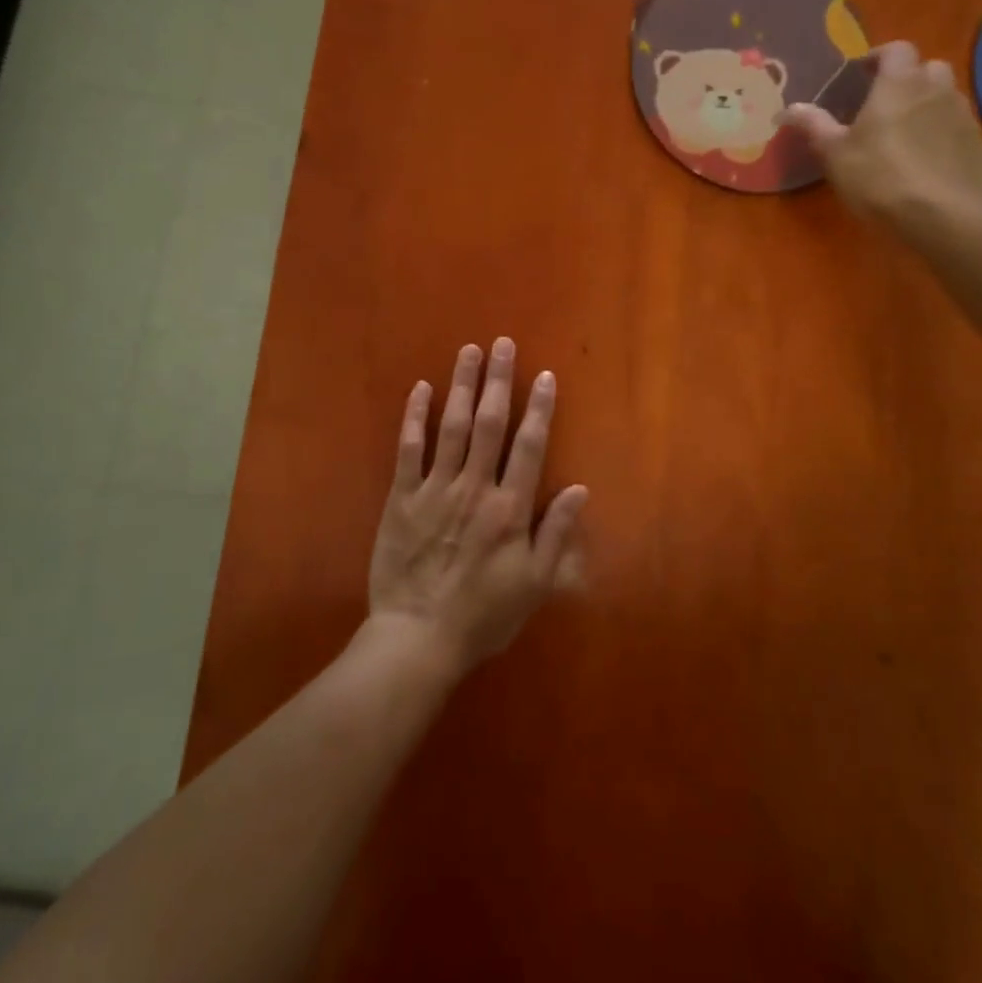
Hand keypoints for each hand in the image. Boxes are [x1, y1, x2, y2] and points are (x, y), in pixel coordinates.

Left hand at [367, 338, 587, 678]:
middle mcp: (474, 488)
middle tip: (501, 343)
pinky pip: (408, 449)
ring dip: (461, 385)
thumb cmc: (483, 616)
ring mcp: (434, 490)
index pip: (529, 446)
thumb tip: (580, 489)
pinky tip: (421, 389)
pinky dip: (414, 417)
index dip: (539, 408)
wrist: (417, 639)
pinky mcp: (401, 498)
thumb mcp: (534, 585)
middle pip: (489, 423)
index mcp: (509, 509)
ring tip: (468, 351)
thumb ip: (557, 534)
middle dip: (498, 380)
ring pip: (450, 426)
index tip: (545, 375)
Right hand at [782, 40, 981, 219]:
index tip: (862, 74)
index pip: (896, 49)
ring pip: (947, 97)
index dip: (880, 57)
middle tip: (886, 103)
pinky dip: (944, 134)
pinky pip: (959, 129)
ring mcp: (963, 117)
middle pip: (928, 68)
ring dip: (929, 105)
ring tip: (907, 132)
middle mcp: (936, 90)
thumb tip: (787, 109)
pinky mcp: (978, 146)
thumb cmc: (878, 176)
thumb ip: (814, 125)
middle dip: (909, 78)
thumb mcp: (834, 153)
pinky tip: (929, 160)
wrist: (939, 215)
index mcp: (899, 84)